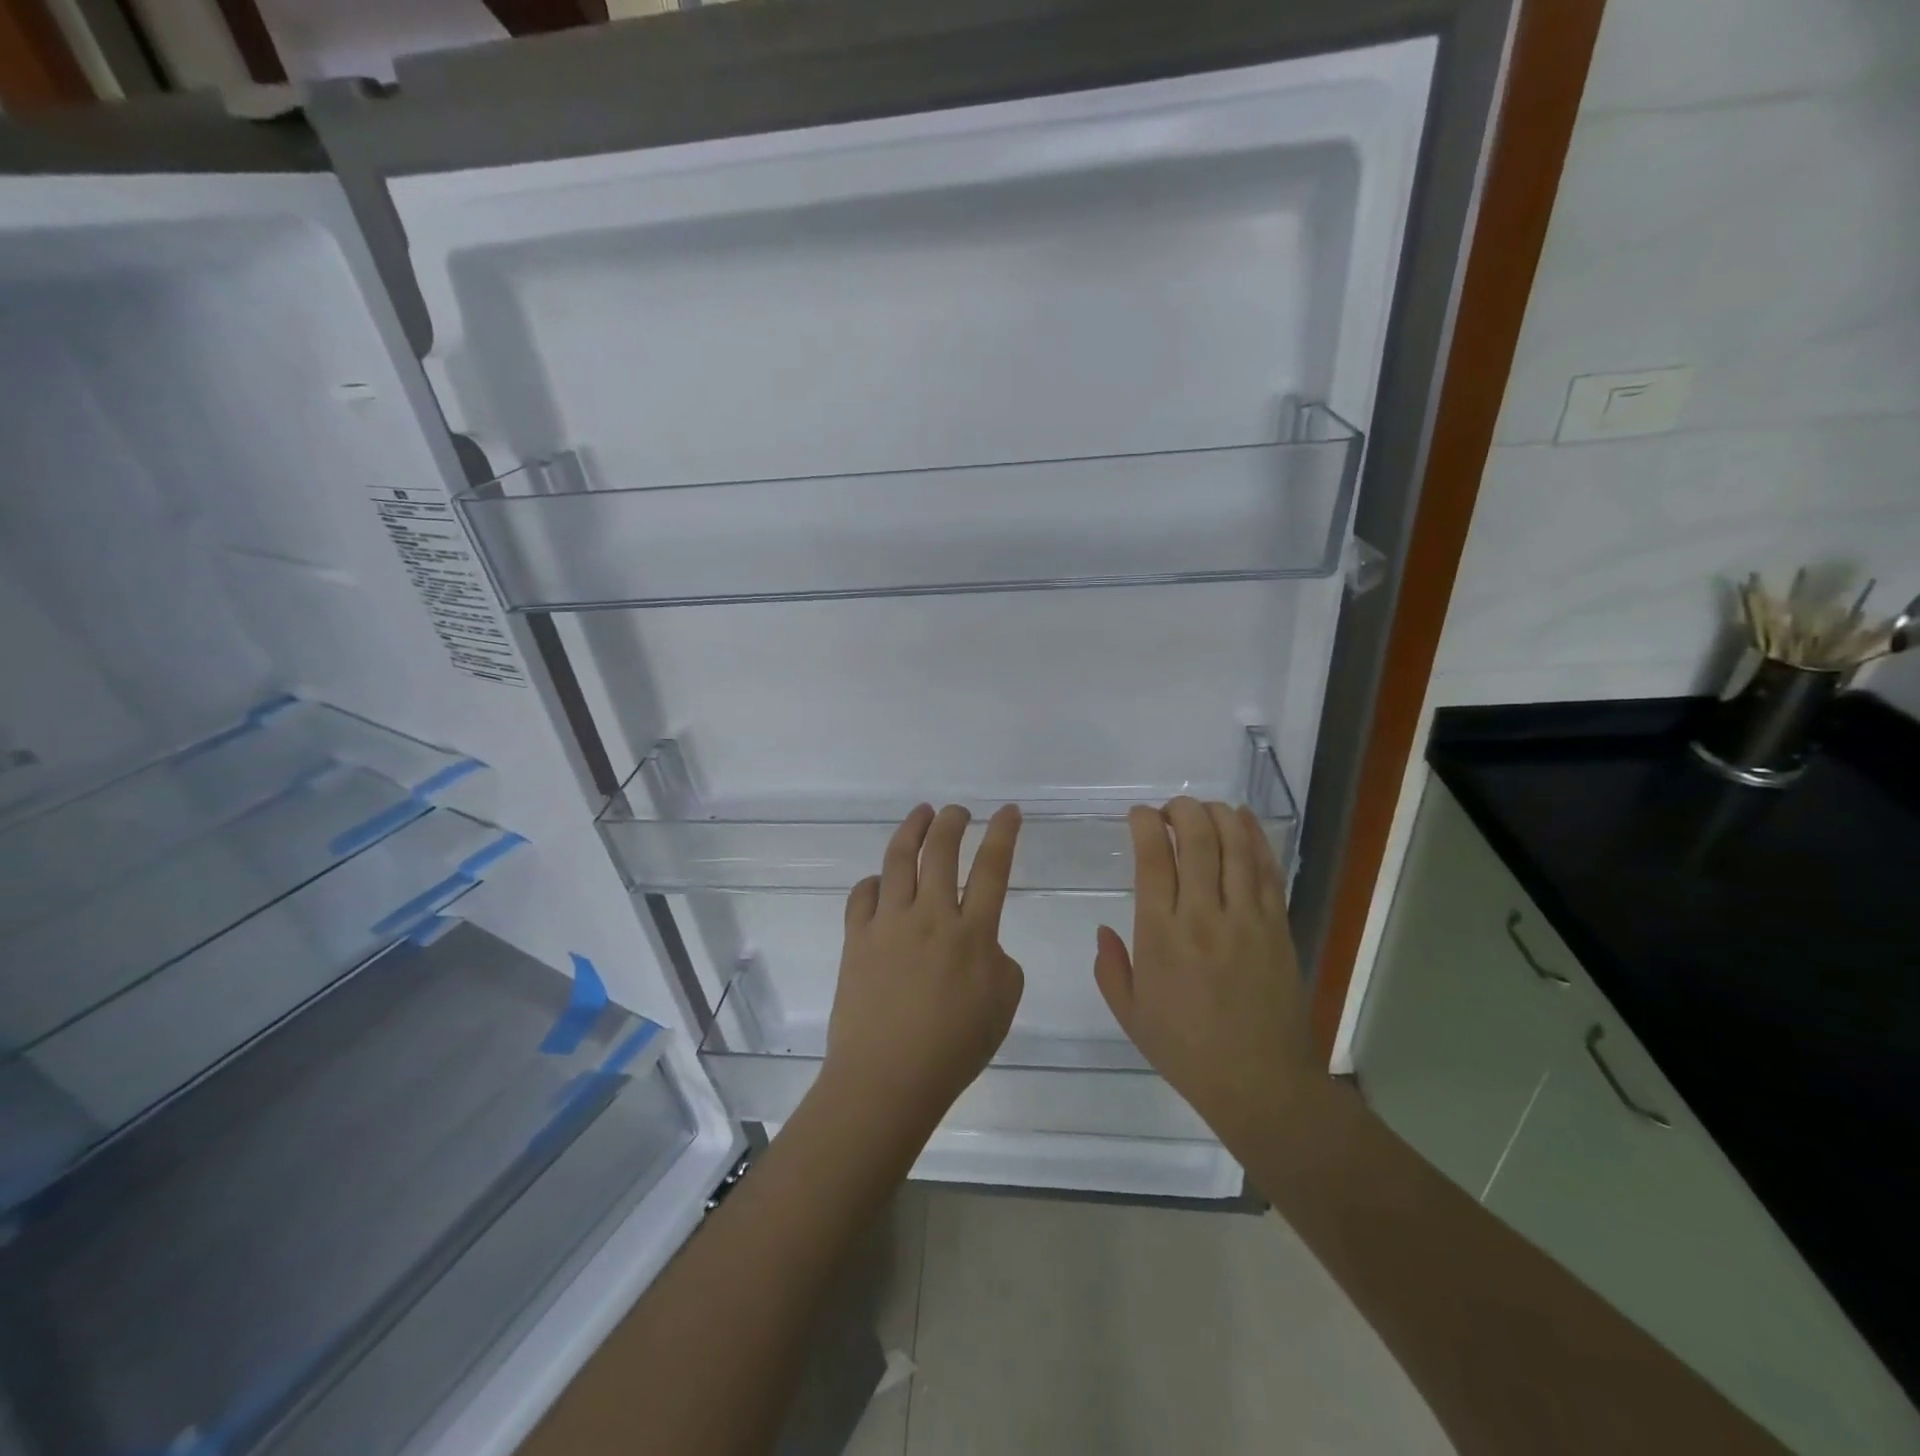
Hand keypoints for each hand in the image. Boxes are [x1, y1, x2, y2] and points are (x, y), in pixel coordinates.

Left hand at [821, 804, 1024, 1136]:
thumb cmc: (953, 1049)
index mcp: (972, 934)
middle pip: (941, 851)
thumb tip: (981, 944)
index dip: (1003, 833)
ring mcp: (888, 924)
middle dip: (953, 821)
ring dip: (912, 830)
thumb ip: (1000, 962)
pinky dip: (874, 881)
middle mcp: (930, 917)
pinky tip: (881, 880)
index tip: (1009, 811)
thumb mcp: (1003, 1006)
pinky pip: (863, 895)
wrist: (886, 1078)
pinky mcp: (857, 938)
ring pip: (899, 860)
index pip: (992, 868)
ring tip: (921, 814)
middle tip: (958, 811)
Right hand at [1093, 798, 1313, 1139]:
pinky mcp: (1277, 926)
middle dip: (1181, 811)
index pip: (1153, 860)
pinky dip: (1255, 837)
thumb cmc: (1186, 1050)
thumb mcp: (1130, 1015)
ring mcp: (1246, 919)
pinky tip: (1243, 819)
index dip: (1145, 825)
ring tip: (1204, 808)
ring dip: (1218, 816)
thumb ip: (1110, 967)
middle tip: (1170, 809)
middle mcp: (1203, 916)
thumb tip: (1104, 930)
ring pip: (1235, 847)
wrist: (1260, 1083)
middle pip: (1197, 841)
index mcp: (1161, 935)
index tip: (1139, 815)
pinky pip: (1266, 870)